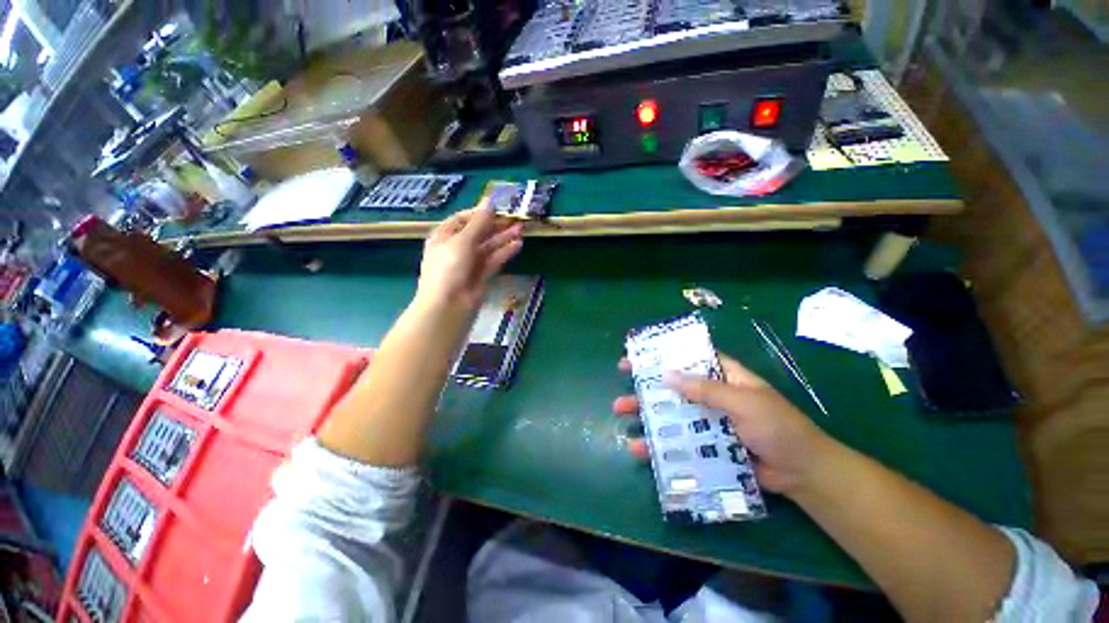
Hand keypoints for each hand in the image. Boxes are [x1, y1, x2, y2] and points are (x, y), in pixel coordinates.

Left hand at [418, 201, 523, 311]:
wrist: (449, 305)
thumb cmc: (449, 268)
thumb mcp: (462, 241)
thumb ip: (479, 222)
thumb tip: (489, 201)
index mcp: (444, 237)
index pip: (462, 220)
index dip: (479, 213)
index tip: (497, 208)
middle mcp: (456, 248)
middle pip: (478, 233)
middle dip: (496, 225)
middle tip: (515, 218)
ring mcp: (470, 263)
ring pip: (488, 246)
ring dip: (504, 238)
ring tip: (521, 229)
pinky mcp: (482, 275)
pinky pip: (494, 260)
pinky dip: (505, 253)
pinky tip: (518, 245)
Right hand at [614, 354, 837, 495]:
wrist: (802, 474)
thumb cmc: (778, 427)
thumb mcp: (744, 401)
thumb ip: (706, 389)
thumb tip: (667, 375)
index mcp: (723, 377)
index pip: (689, 359)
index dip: (664, 355)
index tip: (639, 355)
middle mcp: (711, 396)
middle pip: (673, 386)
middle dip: (646, 384)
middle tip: (622, 380)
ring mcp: (706, 421)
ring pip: (671, 414)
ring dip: (646, 413)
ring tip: (620, 411)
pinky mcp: (705, 446)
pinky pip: (678, 442)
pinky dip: (659, 446)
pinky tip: (640, 449)